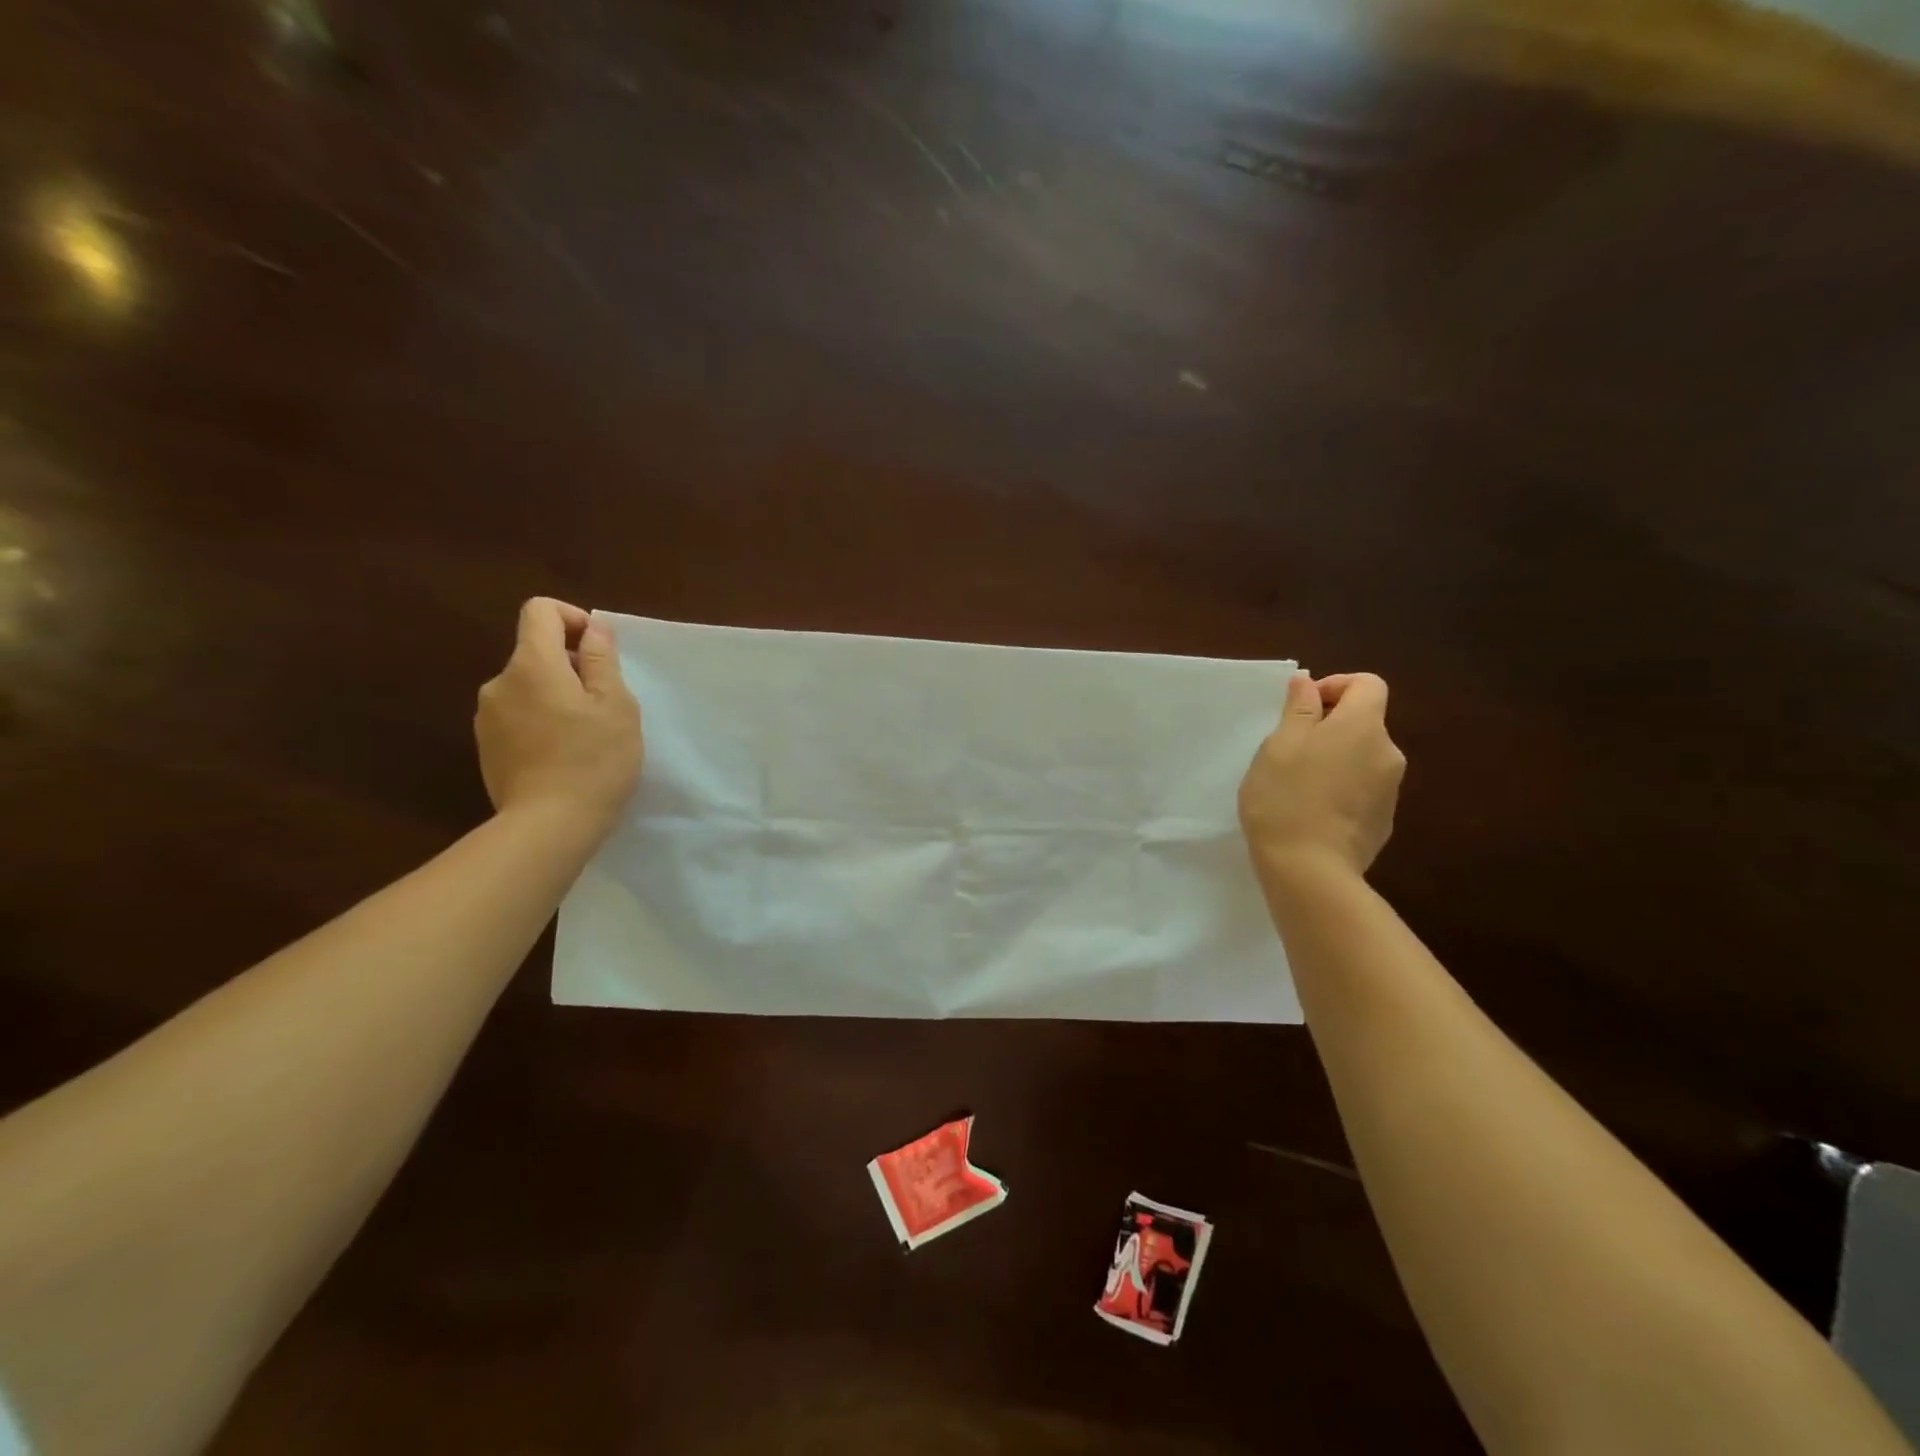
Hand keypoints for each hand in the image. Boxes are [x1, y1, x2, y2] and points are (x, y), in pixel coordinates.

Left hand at [475, 599, 642, 834]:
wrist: (548, 826)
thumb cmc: (594, 760)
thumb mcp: (615, 705)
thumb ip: (601, 660)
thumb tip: (593, 629)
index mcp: (532, 665)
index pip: (540, 611)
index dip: (573, 618)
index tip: (599, 651)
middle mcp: (499, 683)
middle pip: (536, 651)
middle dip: (571, 665)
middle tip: (605, 703)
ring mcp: (487, 717)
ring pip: (528, 686)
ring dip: (557, 696)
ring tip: (586, 734)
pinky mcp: (487, 747)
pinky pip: (518, 716)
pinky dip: (542, 721)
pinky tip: (564, 755)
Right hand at [1239, 672, 1404, 881]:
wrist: (1309, 870)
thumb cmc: (1285, 798)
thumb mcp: (1279, 746)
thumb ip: (1298, 709)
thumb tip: (1308, 682)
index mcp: (1363, 727)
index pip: (1368, 684)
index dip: (1335, 686)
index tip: (1302, 708)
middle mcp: (1388, 753)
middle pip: (1364, 722)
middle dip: (1330, 727)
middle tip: (1288, 750)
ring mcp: (1390, 791)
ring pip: (1362, 758)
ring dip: (1335, 759)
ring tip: (1296, 784)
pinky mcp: (1384, 822)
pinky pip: (1363, 790)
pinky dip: (1341, 789)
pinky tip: (1312, 812)